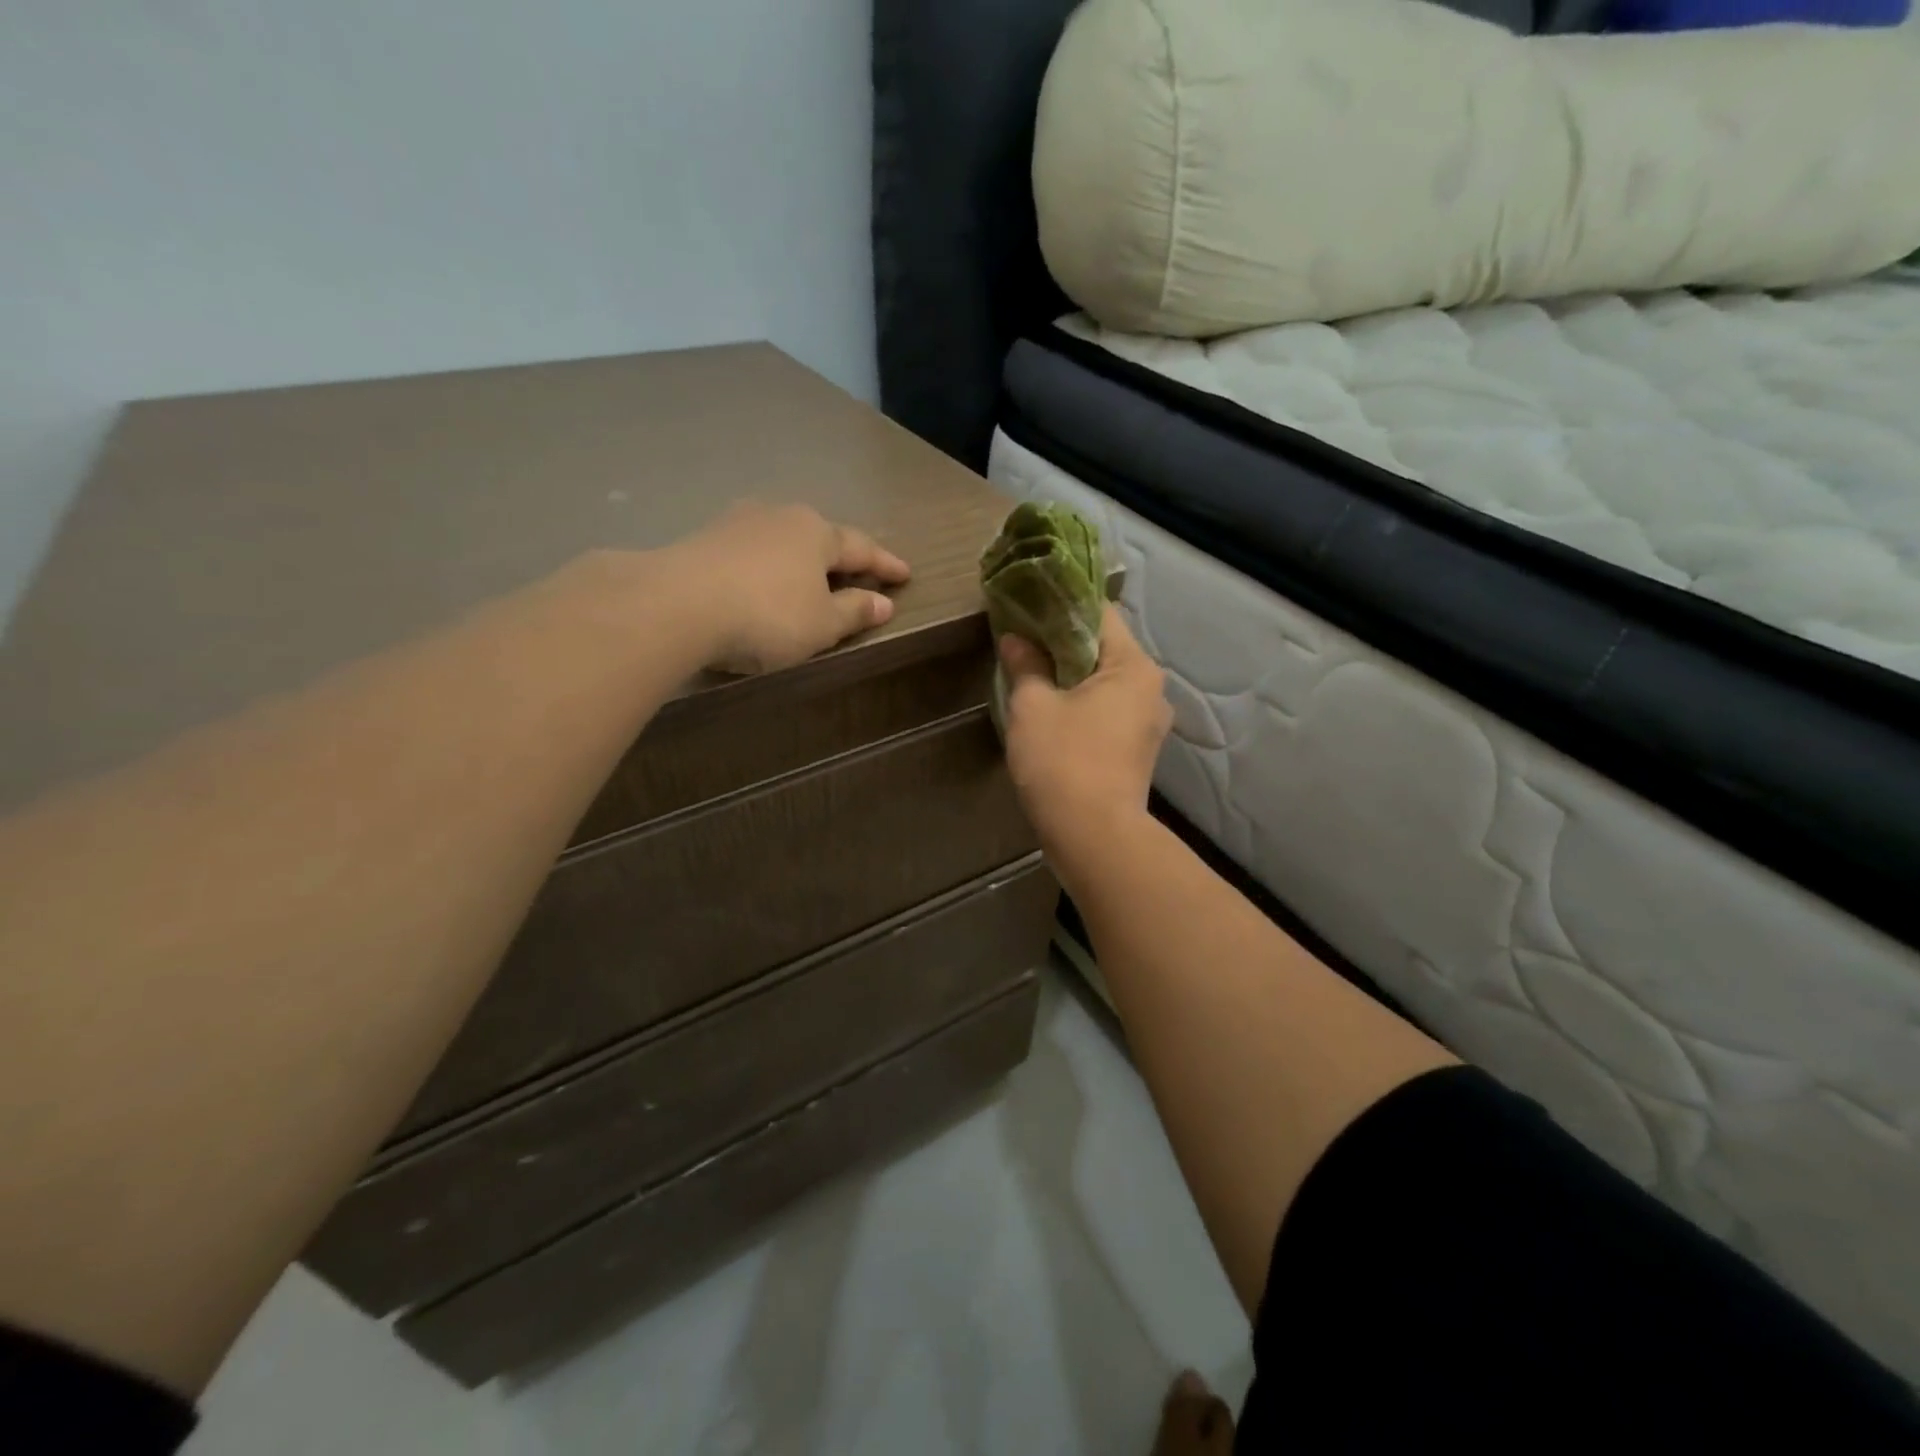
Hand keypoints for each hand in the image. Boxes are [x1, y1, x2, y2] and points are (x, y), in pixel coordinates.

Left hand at [675, 503, 911, 673]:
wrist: (676, 605)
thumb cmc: (767, 615)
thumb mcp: (821, 624)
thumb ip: (854, 612)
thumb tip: (883, 602)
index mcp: (817, 533)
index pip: (861, 548)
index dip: (885, 564)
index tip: (905, 574)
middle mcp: (780, 517)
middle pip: (820, 537)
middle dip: (840, 556)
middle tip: (858, 572)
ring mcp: (738, 523)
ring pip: (782, 540)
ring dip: (799, 559)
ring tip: (808, 575)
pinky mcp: (704, 539)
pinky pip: (751, 552)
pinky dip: (766, 567)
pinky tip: (761, 580)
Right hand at [999, 605, 1170, 857]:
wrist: (1094, 837)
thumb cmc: (1063, 761)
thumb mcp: (1033, 706)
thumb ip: (1025, 665)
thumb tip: (1015, 638)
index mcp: (1133, 667)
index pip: (1099, 613)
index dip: (1060, 604)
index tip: (1027, 603)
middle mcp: (1151, 689)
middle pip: (1103, 649)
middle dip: (1062, 642)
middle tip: (1021, 638)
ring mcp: (1148, 724)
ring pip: (1104, 683)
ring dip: (1070, 676)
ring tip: (1031, 672)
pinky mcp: (1137, 751)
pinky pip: (1107, 712)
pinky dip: (1081, 704)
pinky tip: (1051, 710)